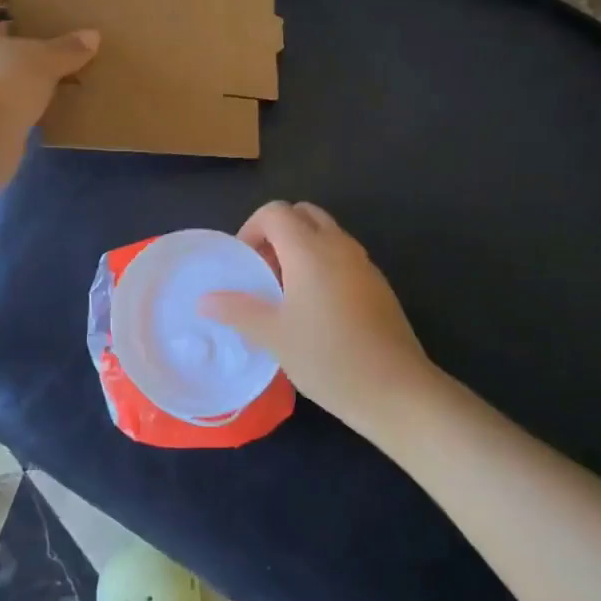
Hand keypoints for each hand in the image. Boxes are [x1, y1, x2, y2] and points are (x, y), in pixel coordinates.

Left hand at [0, 0, 98, 142]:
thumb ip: (68, 48)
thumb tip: (92, 36)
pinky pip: (3, 94)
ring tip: (59, 66)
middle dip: (21, 29)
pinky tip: (51, 99)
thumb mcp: (43, 61)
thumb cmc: (2, 84)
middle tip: (54, 30)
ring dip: (24, 65)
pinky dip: (24, 94)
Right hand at [201, 201, 440, 446]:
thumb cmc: (327, 357)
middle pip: (303, 214)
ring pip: (326, 234)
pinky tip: (316, 309)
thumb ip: (238, 310)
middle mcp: (339, 245)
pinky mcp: (377, 284)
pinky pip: (343, 256)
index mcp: (310, 249)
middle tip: (264, 271)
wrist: (395, 389)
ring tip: (286, 293)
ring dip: (301, 248)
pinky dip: (323, 264)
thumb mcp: (274, 335)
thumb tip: (205, 300)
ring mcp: (363, 263)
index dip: (252, 229)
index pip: (275, 211)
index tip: (244, 264)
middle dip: (277, 233)